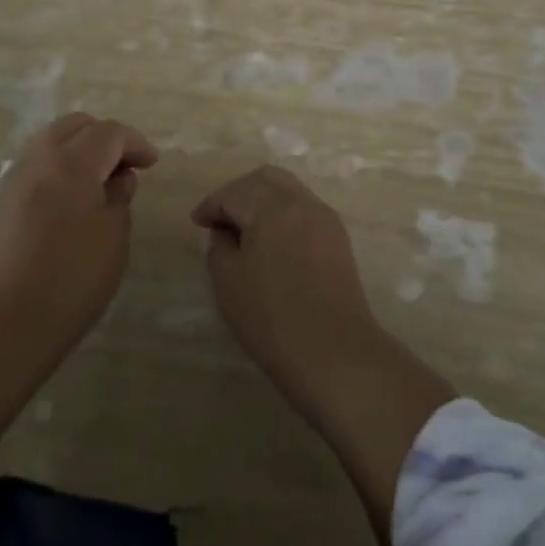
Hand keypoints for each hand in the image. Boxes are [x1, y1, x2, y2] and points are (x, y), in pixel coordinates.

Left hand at [0, 113, 157, 351]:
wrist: (3, 325)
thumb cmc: (70, 281)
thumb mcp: (113, 240)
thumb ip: (119, 199)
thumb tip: (118, 179)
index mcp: (71, 163)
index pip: (109, 133)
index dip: (135, 143)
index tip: (151, 163)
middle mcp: (39, 160)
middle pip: (75, 126)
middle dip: (104, 138)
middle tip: (125, 166)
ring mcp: (13, 180)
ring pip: (51, 143)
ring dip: (79, 151)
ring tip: (99, 183)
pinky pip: (35, 168)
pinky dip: (58, 170)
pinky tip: (71, 201)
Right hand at [193, 164, 454, 545]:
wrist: (346, 365)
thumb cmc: (278, 325)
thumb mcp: (232, 285)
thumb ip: (223, 249)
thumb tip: (226, 233)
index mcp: (273, 206)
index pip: (236, 192)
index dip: (213, 204)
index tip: (198, 222)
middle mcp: (304, 205)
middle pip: (268, 180)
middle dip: (241, 193)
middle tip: (220, 220)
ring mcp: (328, 225)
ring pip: (290, 196)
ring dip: (264, 207)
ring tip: (245, 237)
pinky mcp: (343, 248)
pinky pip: (305, 217)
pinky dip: (283, 221)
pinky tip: (274, 252)